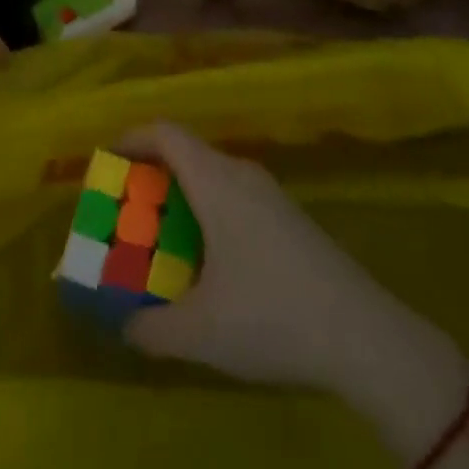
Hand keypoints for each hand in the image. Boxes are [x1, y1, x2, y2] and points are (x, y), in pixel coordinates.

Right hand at [120, 123, 468, 404]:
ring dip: (180, 198)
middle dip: (150, 176)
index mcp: (215, 181)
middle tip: (126, 213)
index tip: (105, 162)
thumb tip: (125, 325)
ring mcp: (270, 194)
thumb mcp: (200, 332)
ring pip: (212, 177)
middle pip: (186, 153)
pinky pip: (233, 196)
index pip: (165, 133)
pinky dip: (207, 212)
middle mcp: (241, 174)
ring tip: (160, 240)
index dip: (130, 138)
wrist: (363, 335)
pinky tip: (208, 262)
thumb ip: (151, 327)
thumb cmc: (271, 316)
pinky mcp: (288, 218)